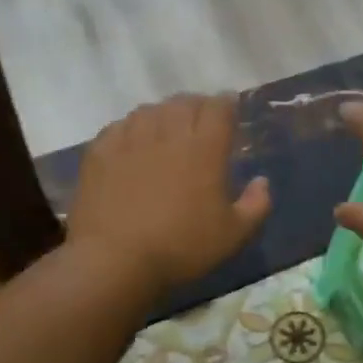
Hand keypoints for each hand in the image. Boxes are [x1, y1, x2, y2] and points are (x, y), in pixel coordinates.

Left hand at [66, 94, 270, 294]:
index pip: (219, 107)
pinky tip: (132, 142)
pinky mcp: (101, 151)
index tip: (230, 110)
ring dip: (163, 114)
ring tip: (165, 129)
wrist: (114, 260)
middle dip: (196, 106)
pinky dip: (131, 128)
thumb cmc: (181, 247)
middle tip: (200, 121)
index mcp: (205, 147)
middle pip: (184, 102)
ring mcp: (131, 139)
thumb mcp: (233, 235)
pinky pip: (119, 126)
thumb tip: (262, 182)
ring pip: (150, 110)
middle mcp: (169, 133)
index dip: (227, 103)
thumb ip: (256, 205)